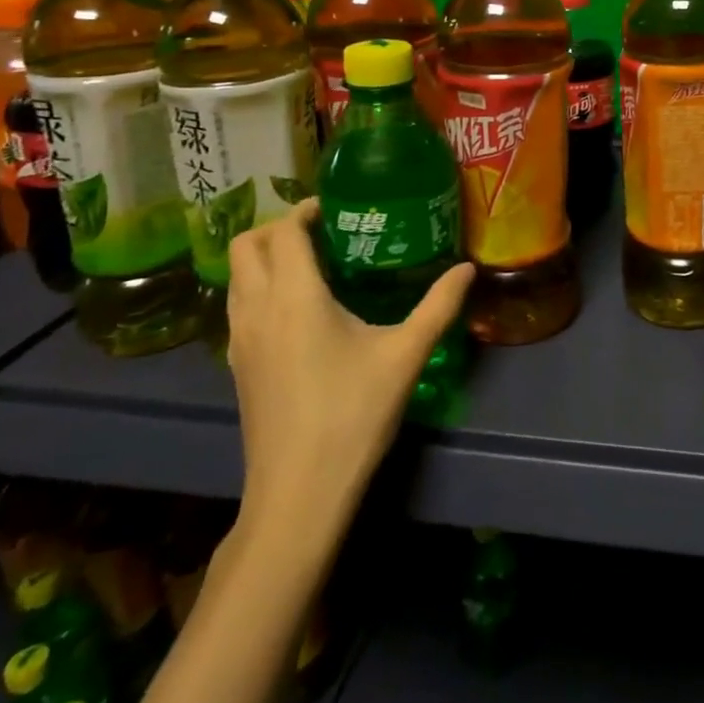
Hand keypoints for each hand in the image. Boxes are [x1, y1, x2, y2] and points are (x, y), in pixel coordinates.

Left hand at [226, 198, 473, 535]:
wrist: (298, 494)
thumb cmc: (352, 414)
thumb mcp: (406, 354)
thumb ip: (438, 305)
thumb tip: (467, 268)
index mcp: (294, 297)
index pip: (283, 231)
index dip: (305, 210)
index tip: (337, 208)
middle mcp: (257, 309)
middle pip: (245, 246)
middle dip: (278, 227)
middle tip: (323, 231)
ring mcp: (239, 341)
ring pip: (236, 277)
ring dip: (264, 257)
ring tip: (312, 264)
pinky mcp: (237, 366)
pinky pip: (238, 306)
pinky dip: (259, 288)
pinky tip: (299, 310)